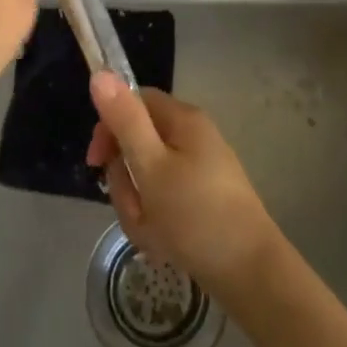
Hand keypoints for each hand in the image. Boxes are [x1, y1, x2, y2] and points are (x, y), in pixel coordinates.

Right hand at [84, 74, 284, 305]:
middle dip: (126, 180)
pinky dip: (156, 221)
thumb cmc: (195, 214)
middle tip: (134, 208)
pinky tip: (164, 243)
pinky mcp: (205, 199)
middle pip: (139, 144)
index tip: (95, 162)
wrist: (250, 273)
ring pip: (149, 178)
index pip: (134, 102)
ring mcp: (202, 170)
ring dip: (139, 206)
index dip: (109, 128)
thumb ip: (124, 120)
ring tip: (151, 233)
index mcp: (183, 120)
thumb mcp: (150, 166)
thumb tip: (100, 73)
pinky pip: (165, 200)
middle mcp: (194, 137)